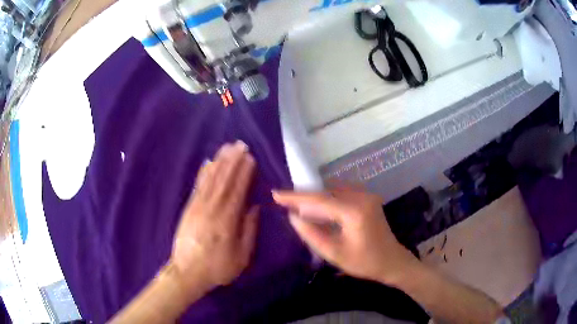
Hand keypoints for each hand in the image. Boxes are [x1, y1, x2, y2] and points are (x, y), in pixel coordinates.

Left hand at [169, 141, 258, 300]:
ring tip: (226, 148)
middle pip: (223, 180)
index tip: (250, 157)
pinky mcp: (189, 208)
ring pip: (210, 179)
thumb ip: (248, 230)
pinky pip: (198, 186)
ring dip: (219, 162)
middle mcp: (212, 209)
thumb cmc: (217, 267)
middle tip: (240, 145)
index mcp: (227, 221)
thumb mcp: (241, 256)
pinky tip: (208, 163)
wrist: (187, 272)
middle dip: (232, 161)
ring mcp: (198, 207)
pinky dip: (204, 173)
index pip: (237, 191)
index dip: (243, 173)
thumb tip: (254, 208)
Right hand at [273, 188, 417, 285]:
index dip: (295, 197)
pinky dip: (327, 198)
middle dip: (304, 196)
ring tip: (296, 204)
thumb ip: (311, 234)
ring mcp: (366, 195)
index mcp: (354, 211)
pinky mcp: (367, 198)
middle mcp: (361, 197)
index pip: (319, 200)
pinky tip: (317, 207)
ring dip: (315, 197)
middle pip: (326, 192)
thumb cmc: (364, 262)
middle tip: (283, 200)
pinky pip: (341, 193)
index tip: (276, 194)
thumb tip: (293, 216)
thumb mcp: (334, 253)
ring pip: (333, 190)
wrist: (392, 261)